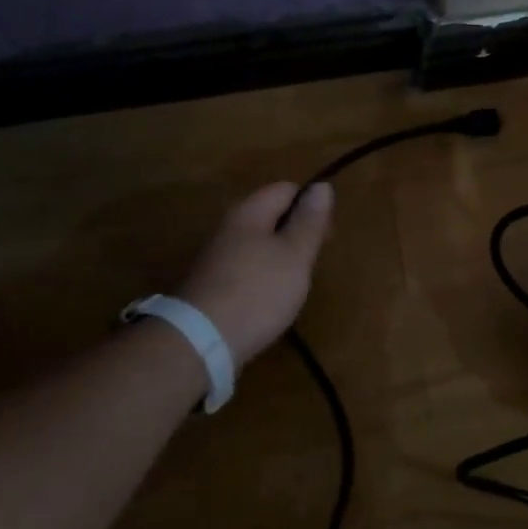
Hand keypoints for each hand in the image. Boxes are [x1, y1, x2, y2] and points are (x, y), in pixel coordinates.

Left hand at [176, 181, 333, 366]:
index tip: (326, 236)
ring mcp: (216, 257)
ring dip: (281, 257)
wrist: (201, 342)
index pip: (286, 189)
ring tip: (295, 284)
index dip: (311, 205)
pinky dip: (264, 277)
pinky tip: (270, 300)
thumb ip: (310, 221)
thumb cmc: (258, 292)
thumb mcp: (295, 254)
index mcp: (249, 212)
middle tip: (312, 262)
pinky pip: (246, 268)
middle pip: (271, 215)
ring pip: (259, 244)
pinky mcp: (211, 284)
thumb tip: (321, 186)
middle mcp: (228, 227)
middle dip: (296, 233)